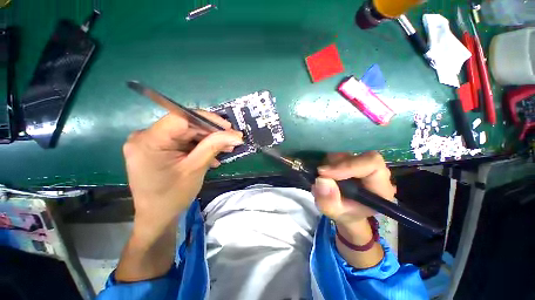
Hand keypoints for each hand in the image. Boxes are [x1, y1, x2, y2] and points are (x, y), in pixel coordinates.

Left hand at [123, 112, 242, 235]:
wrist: (156, 216)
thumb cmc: (172, 196)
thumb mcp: (196, 169)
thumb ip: (214, 147)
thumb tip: (236, 135)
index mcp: (149, 141)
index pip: (181, 118)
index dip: (208, 119)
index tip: (228, 128)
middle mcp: (145, 136)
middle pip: (185, 125)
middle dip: (212, 133)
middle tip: (231, 140)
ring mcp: (151, 142)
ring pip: (187, 133)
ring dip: (208, 141)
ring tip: (226, 149)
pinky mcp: (158, 148)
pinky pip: (183, 141)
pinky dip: (199, 147)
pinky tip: (212, 156)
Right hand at [312, 152, 395, 225]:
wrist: (346, 211)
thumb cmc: (345, 214)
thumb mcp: (335, 212)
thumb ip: (330, 201)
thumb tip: (321, 180)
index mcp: (380, 187)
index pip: (372, 164)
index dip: (348, 165)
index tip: (324, 173)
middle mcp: (375, 172)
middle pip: (357, 157)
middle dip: (335, 164)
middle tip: (320, 173)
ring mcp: (362, 164)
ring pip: (346, 153)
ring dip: (330, 163)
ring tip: (322, 176)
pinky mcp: (351, 160)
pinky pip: (338, 154)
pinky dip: (328, 161)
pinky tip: (324, 172)